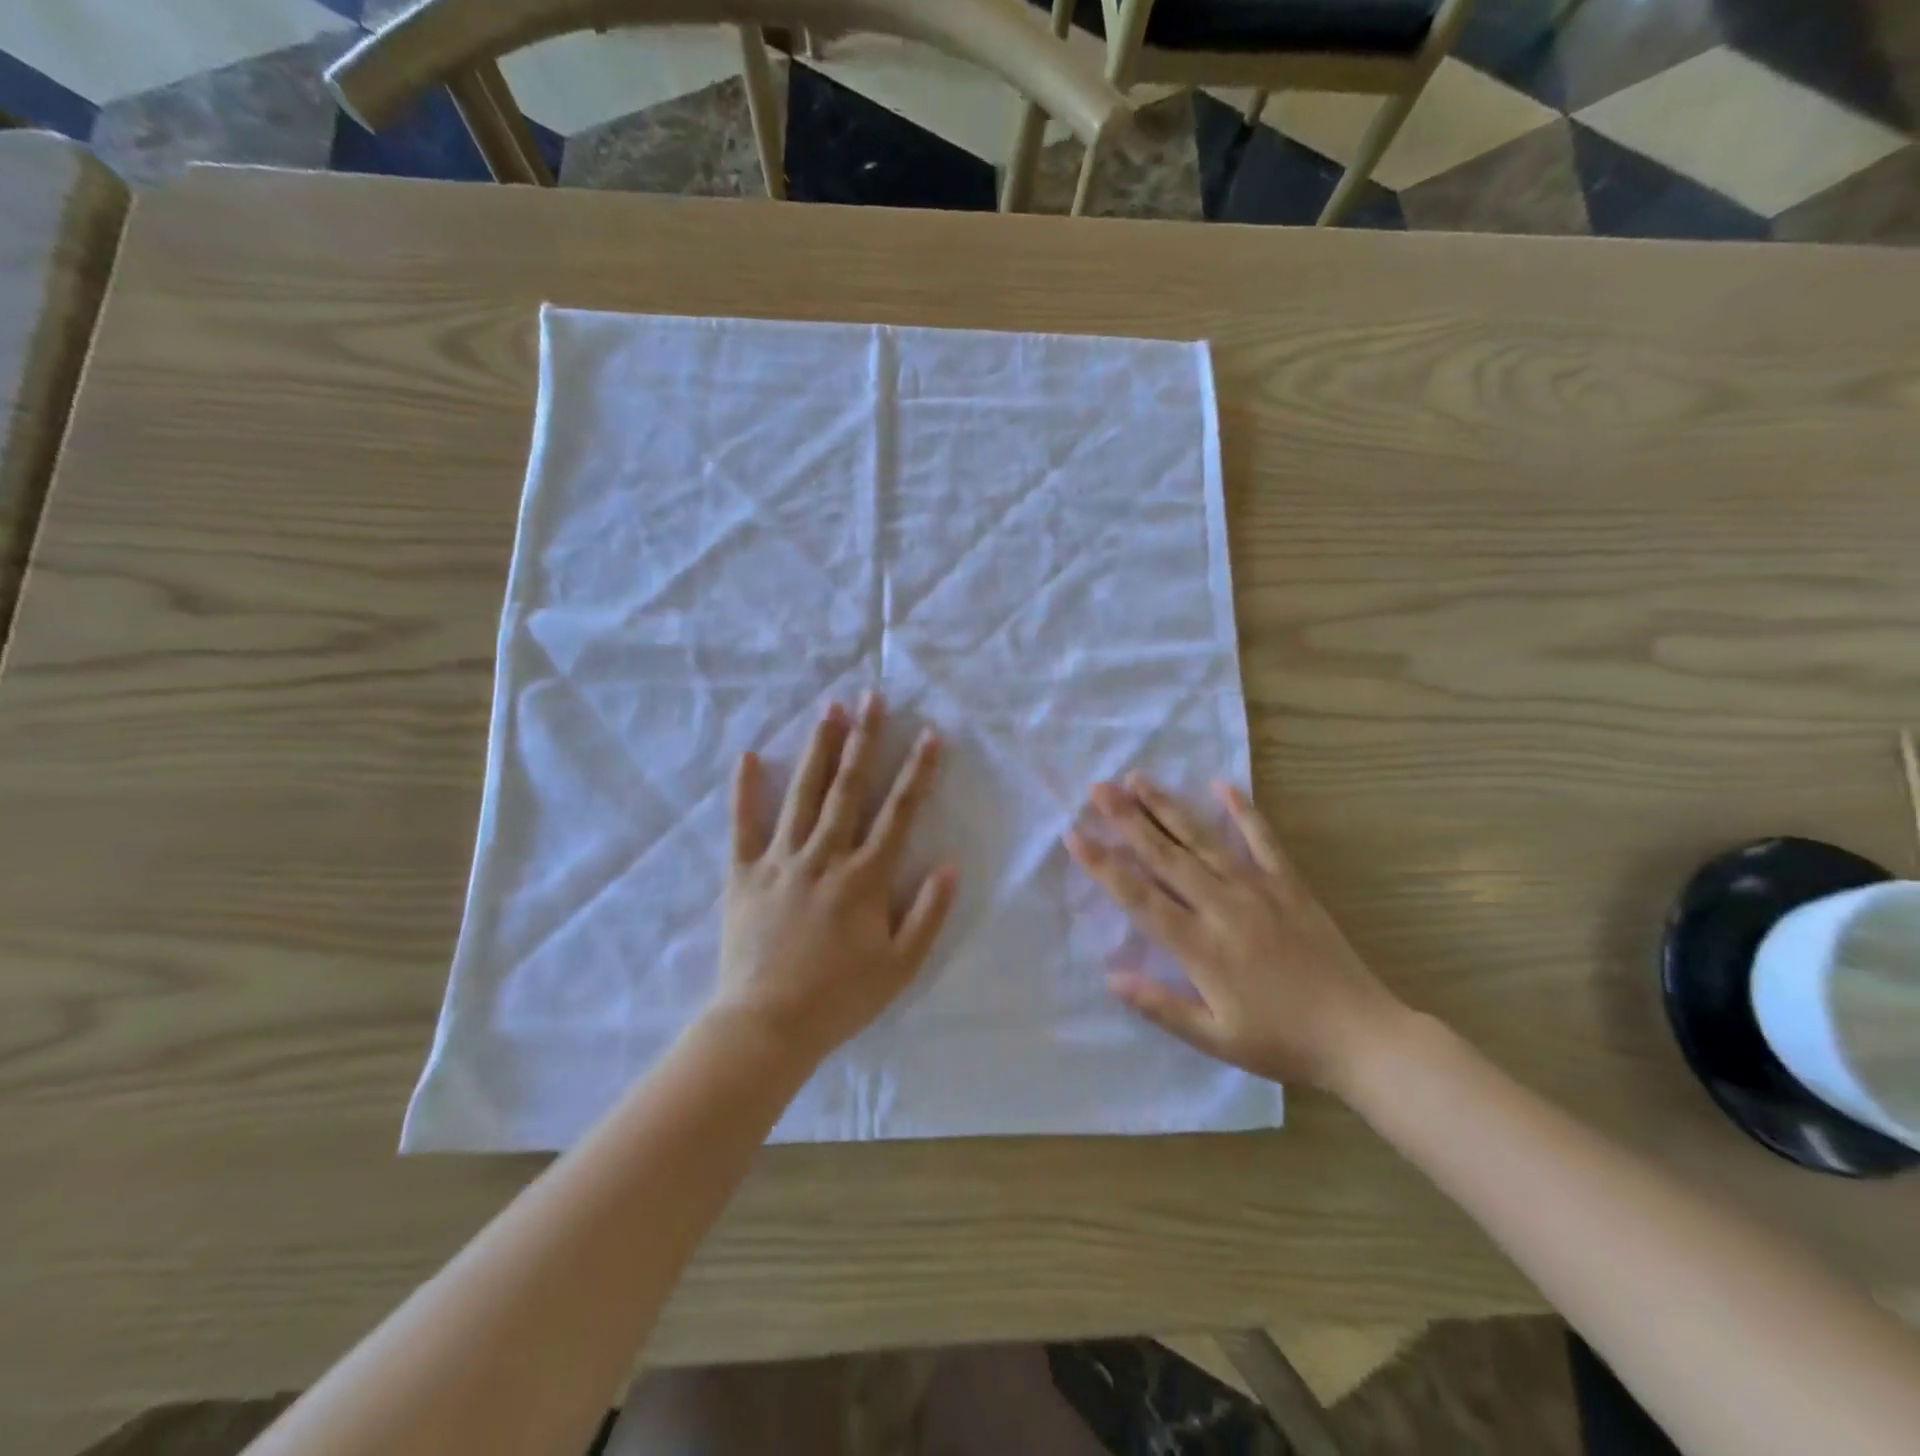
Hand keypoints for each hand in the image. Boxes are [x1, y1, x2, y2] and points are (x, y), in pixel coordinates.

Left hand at [712, 693, 956, 1063]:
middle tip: (873, 697)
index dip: (917, 772)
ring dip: (818, 749)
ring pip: (802, 793)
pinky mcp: (743, 874)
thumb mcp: (900, 967)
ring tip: (829, 709)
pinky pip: (743, 825)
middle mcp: (824, 856)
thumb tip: (950, 864)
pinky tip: (747, 755)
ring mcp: (780, 860)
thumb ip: (929, 914)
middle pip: (848, 788)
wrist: (766, 1026)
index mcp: (864, 877)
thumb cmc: (840, 998)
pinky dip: (744, 790)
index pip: (898, 813)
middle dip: (864, 739)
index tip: (930, 735)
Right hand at [1066, 775, 1403, 1089]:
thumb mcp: (1216, 1039)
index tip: (1075, 834)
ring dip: (1168, 807)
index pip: (1139, 897)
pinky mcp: (1290, 885)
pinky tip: (1220, 784)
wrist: (1362, 1036)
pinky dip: (1242, 810)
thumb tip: (1110, 977)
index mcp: (1201, 948)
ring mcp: (1259, 890)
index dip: (1103, 865)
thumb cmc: (1282, 1042)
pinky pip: (1263, 840)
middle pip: (1166, 856)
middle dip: (1127, 820)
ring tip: (1139, 778)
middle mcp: (1223, 908)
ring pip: (1204, 840)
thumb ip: (1161, 1006)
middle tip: (1098, 788)